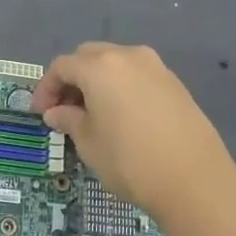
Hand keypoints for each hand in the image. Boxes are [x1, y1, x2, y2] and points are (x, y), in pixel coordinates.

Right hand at [32, 42, 235, 221]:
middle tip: (64, 109)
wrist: (194, 179)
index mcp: (100, 67)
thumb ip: (69, 120)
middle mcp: (128, 56)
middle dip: (72, 79)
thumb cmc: (130, 160)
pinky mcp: (174, 83)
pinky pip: (137, 75)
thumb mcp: (89, 143)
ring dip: (97, 81)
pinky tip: (121, 116)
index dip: (46, 88)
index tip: (41, 113)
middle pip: (89, 56)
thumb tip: (56, 112)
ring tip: (92, 113)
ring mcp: (155, 67)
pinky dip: (121, 87)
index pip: (62, 66)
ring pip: (115, 63)